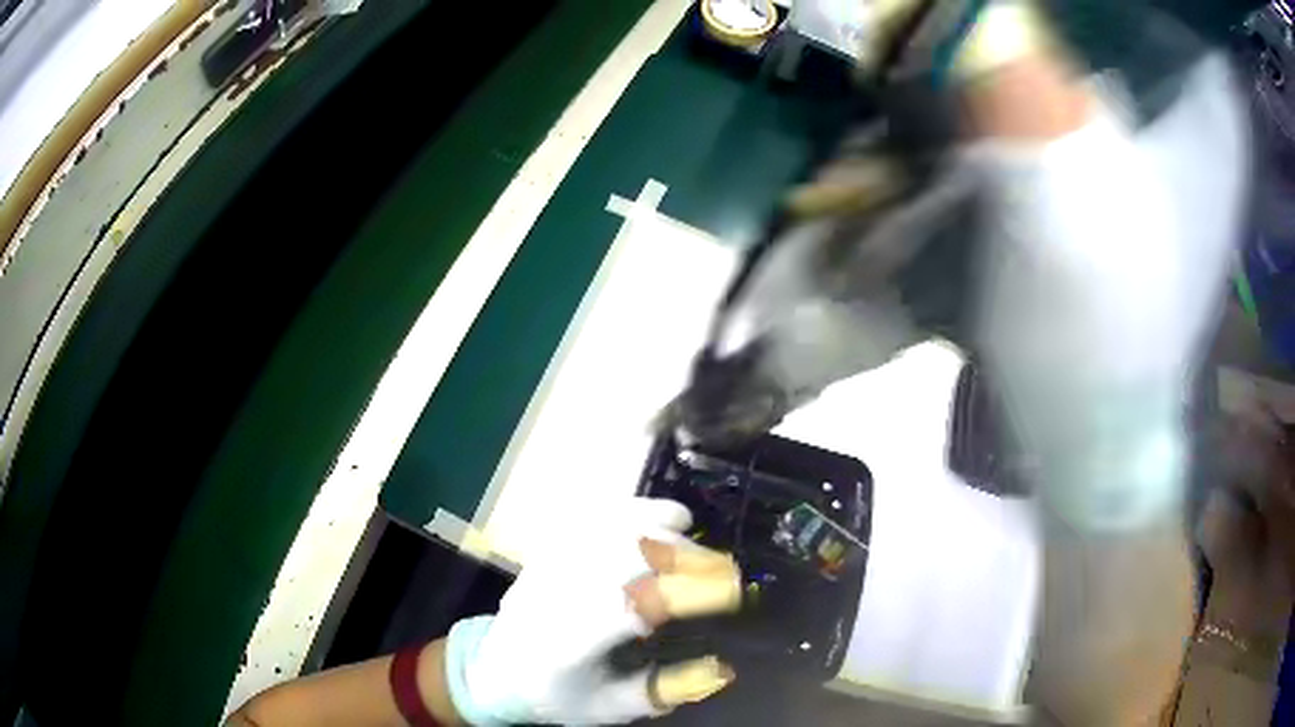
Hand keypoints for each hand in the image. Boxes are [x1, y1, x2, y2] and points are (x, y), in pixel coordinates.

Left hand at [443, 498, 740, 724]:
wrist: (496, 671)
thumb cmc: (557, 696)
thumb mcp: (610, 708)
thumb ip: (662, 690)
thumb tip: (722, 667)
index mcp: (566, 645)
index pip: (630, 607)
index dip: (684, 592)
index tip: (731, 590)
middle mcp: (552, 596)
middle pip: (622, 558)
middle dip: (682, 557)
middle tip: (724, 569)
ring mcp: (547, 566)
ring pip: (610, 529)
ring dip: (663, 530)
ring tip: (699, 544)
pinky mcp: (549, 550)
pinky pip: (595, 516)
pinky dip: (637, 511)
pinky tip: (667, 516)